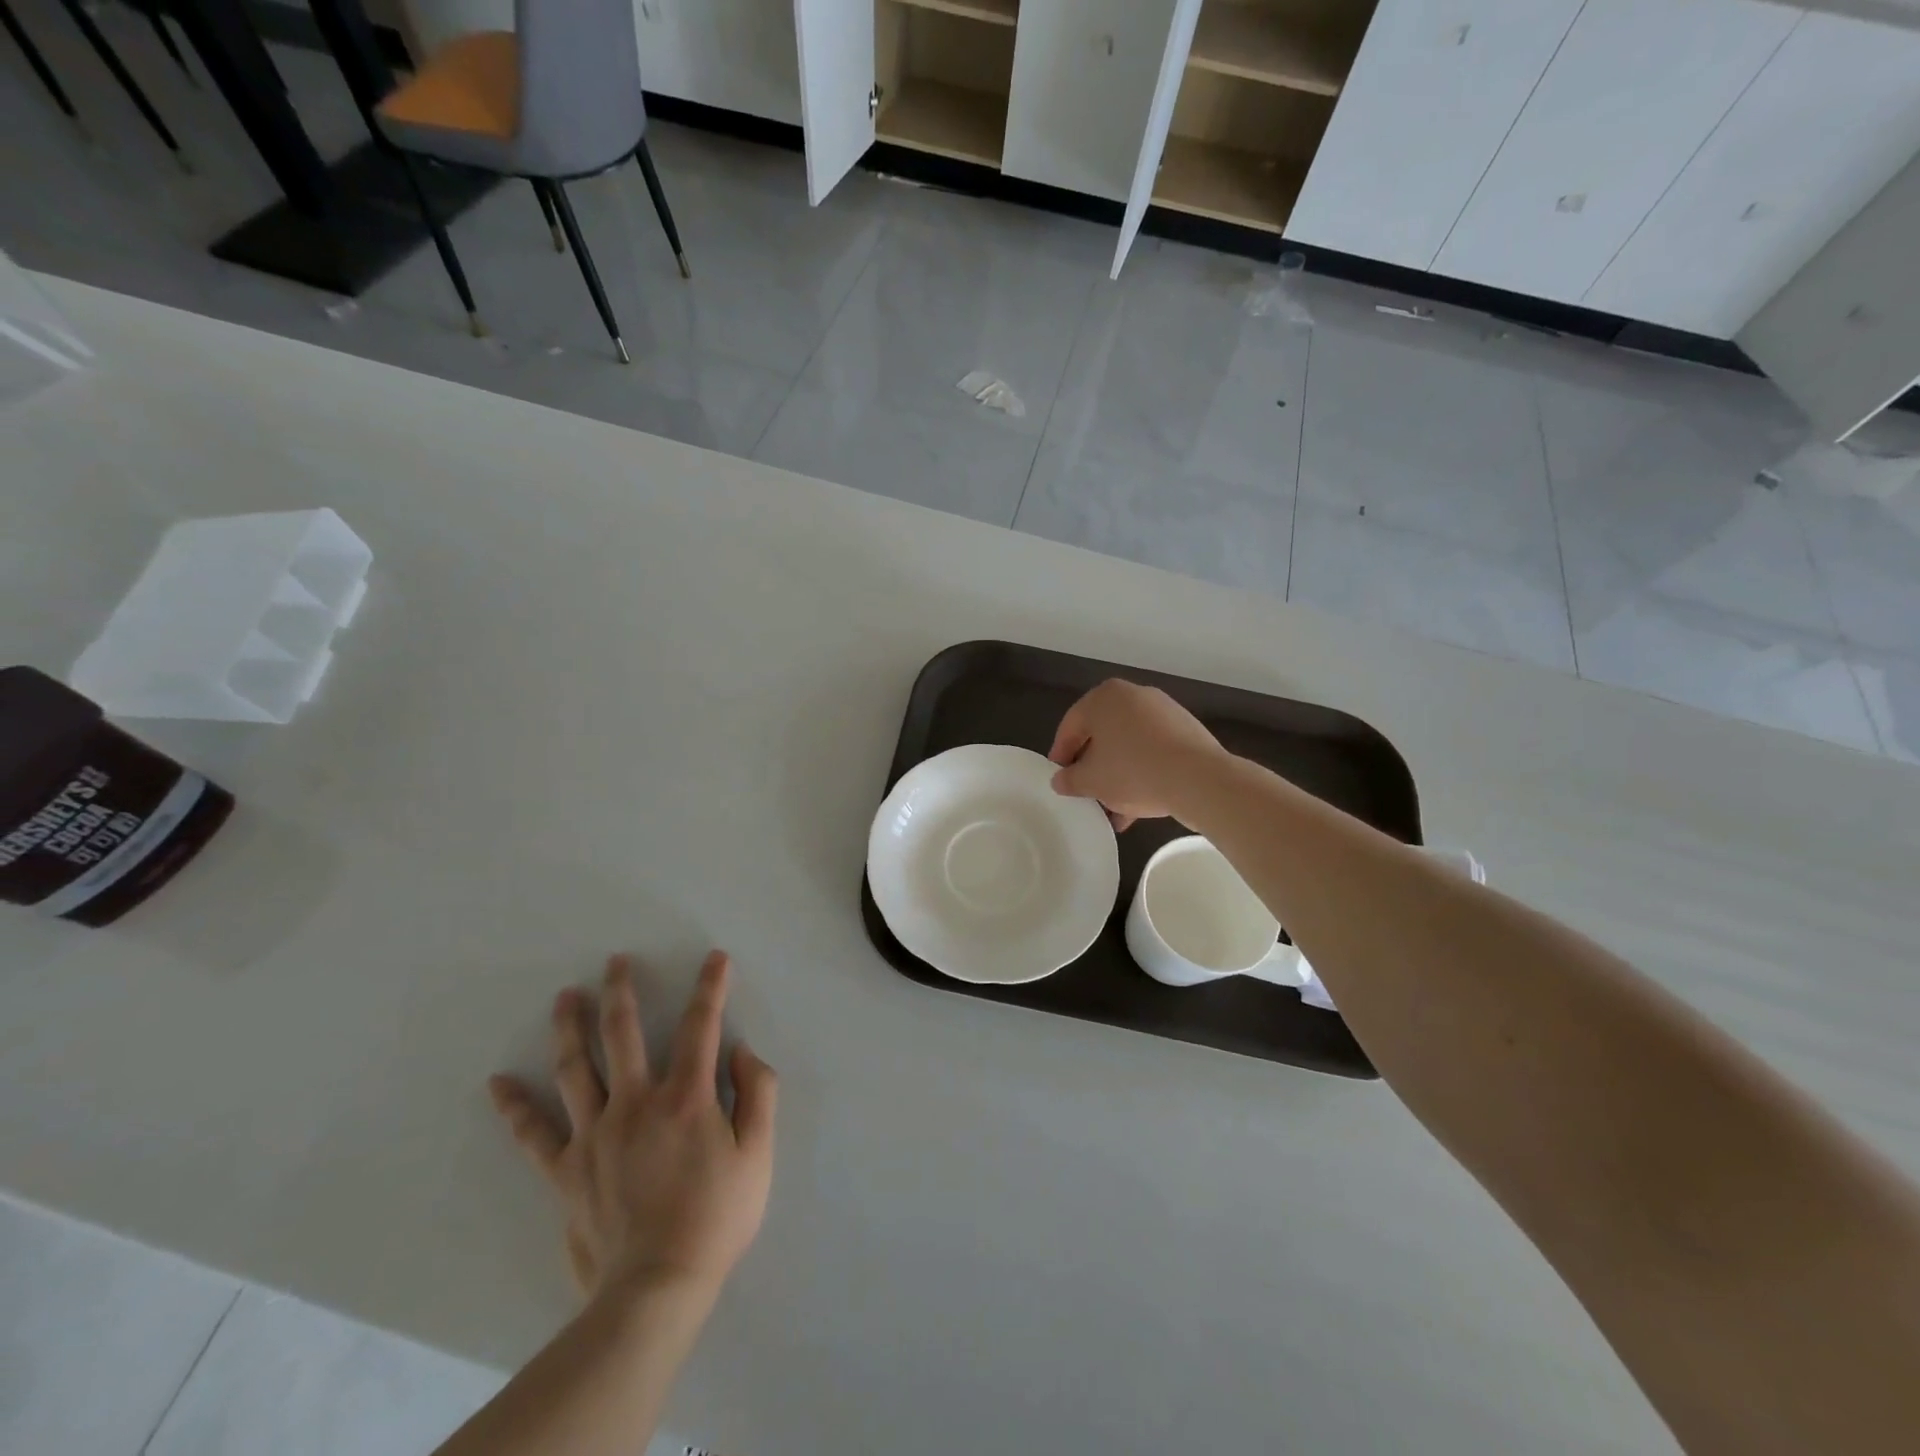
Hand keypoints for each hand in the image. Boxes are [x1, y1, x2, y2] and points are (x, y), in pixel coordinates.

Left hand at [487, 951, 776, 1303]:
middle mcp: (636, 1102)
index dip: (711, 987)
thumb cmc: (716, 1217)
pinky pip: (534, 1134)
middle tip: (615, 961)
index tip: (715, 959)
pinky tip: (498, 1083)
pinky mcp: (566, 1169)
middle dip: (622, 991)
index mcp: (685, 1097)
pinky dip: (515, 1107)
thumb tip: (741, 1051)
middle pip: (624, 1033)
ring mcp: (594, 1134)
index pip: (700, 1026)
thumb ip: (757, 1093)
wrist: (655, 1288)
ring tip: (565, 997)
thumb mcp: (758, 1154)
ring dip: (570, 1027)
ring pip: (576, 1068)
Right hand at [1047, 679, 1226, 830]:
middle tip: (1086, 793)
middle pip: (1102, 735)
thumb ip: (1069, 780)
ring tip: (1114, 809)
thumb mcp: (1090, 781)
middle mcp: (1133, 696)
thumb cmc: (1133, 771)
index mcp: (1103, 698)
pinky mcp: (1186, 730)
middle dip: (1093, 767)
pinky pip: (1153, 751)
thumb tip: (1061, 780)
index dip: (1061, 755)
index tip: (1059, 779)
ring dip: (1118, 775)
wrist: (1198, 778)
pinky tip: (1139, 805)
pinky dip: (1143, 772)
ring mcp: (1163, 711)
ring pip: (1129, 746)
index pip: (1071, 726)